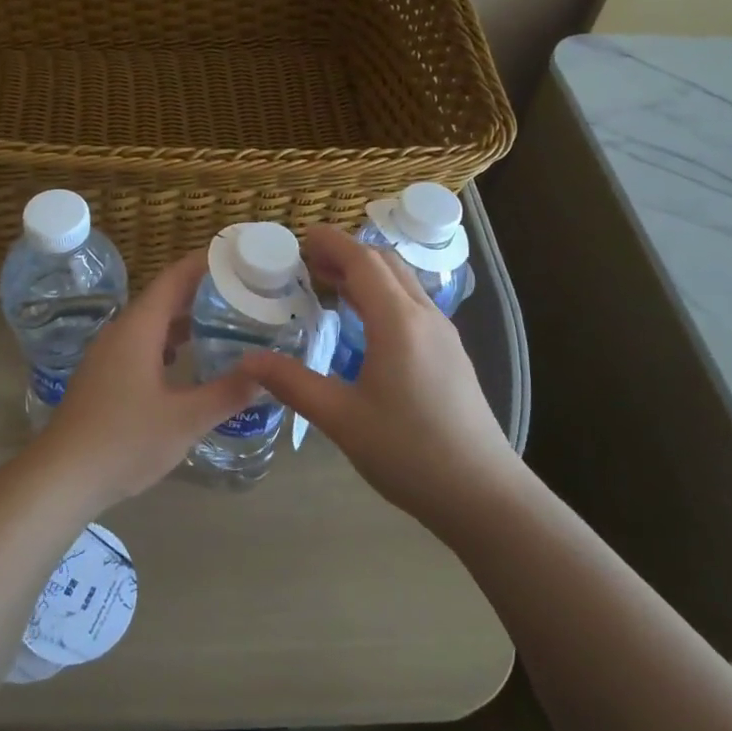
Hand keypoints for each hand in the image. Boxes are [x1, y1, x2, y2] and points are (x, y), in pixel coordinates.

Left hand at [32, 250, 261, 510]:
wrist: (61, 476)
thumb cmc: (124, 441)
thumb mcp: (185, 419)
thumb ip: (227, 393)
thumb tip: (265, 372)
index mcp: (139, 329)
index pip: (175, 278)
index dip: (205, 262)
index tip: (238, 255)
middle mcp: (121, 331)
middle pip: (164, 297)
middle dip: (202, 290)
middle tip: (243, 290)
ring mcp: (108, 354)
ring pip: (152, 322)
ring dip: (185, 318)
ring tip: (224, 320)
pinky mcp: (103, 375)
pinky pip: (141, 343)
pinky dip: (169, 341)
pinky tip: (188, 359)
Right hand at [240, 225, 515, 528]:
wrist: (482, 494)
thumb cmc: (409, 452)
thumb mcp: (341, 419)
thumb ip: (293, 383)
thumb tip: (249, 360)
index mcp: (397, 322)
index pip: (362, 261)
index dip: (331, 243)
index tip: (301, 237)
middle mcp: (424, 316)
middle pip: (385, 264)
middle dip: (347, 254)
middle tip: (308, 263)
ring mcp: (443, 335)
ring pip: (403, 284)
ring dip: (367, 275)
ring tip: (330, 286)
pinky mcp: (451, 355)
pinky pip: (413, 306)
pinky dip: (383, 296)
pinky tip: (364, 325)